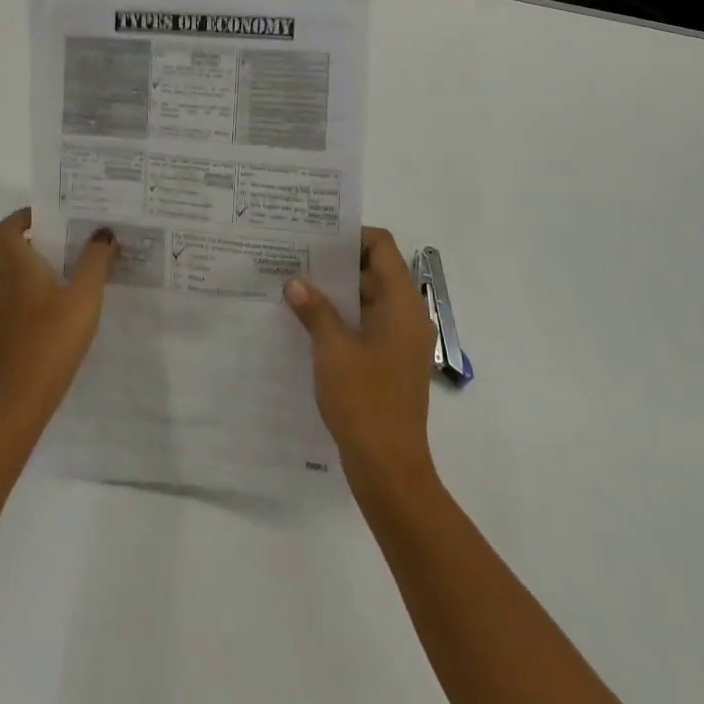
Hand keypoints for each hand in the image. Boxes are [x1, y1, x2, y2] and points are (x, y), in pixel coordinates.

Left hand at [0, 209, 118, 441]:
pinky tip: (67, 315)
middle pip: (15, 253)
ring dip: (44, 273)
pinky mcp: (3, 339)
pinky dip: (40, 299)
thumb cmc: (49, 342)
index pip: (5, 229)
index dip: (23, 217)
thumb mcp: (83, 298)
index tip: (52, 216)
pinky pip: (21, 305)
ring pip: (19, 281)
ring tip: (79, 276)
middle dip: (44, 244)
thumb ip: (95, 262)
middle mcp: (1, 286)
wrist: (14, 405)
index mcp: (16, 268)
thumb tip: (102, 232)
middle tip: (78, 242)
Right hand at [283, 227, 437, 496]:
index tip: (316, 237)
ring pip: (370, 299)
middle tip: (297, 258)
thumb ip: (315, 309)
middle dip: (337, 264)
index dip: (351, 236)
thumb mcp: (332, 349)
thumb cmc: (364, 400)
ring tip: (296, 287)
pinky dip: (344, 317)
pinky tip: (310, 324)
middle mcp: (408, 315)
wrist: (389, 467)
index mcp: (401, 303)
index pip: (382, 246)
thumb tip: (295, 281)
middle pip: (376, 270)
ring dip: (338, 292)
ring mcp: (402, 340)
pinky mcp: (392, 362)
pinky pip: (369, 324)